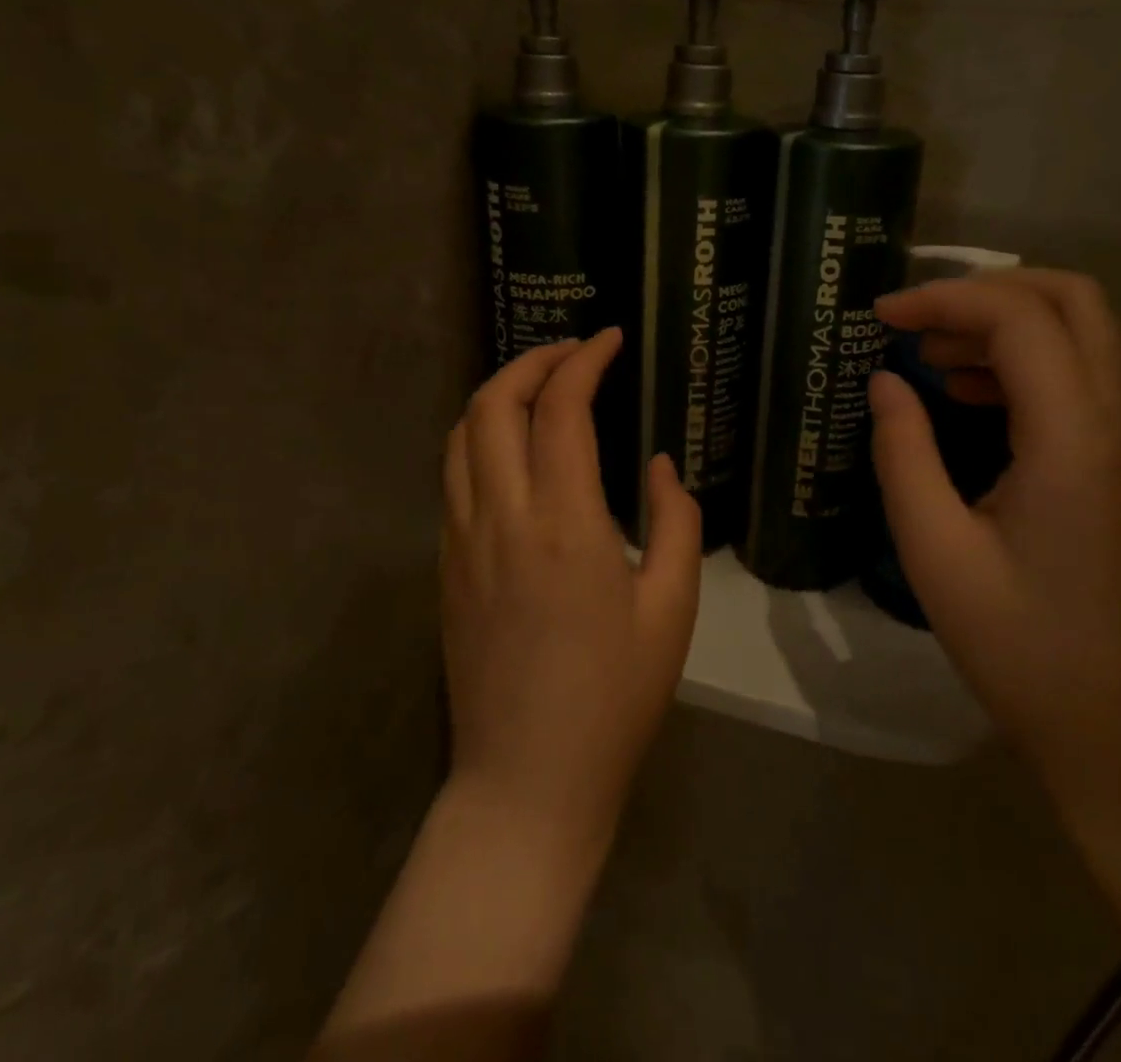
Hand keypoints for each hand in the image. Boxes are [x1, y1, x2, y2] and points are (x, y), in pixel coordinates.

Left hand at [441, 330, 701, 856]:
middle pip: (493, 401)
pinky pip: (454, 475)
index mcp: (565, 523)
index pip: (562, 407)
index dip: (585, 360)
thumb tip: (660, 465)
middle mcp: (501, 516)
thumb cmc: (614, 699)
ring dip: (499, 392)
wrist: (527, 781)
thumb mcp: (671, 608)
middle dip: (533, 359)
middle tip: (575, 352)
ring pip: (462, 433)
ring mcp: (461, 539)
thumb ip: (675, 522)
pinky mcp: (445, 564)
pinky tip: (516, 449)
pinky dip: (482, 436)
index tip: (612, 339)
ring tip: (542, 387)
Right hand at [869, 270, 1120, 801]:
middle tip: (917, 321)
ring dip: (1006, 326)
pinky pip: (1083, 382)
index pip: (1019, 319)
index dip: (944, 299)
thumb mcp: (936, 551)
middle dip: (987, 291)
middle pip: (1073, 300)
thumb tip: (885, 382)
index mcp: (1075, 440)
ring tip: (931, 357)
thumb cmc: (1022, 651)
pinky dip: (1026, 365)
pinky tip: (970, 399)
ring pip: (1083, 336)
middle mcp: (1119, 426)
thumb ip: (903, 452)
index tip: (880, 317)